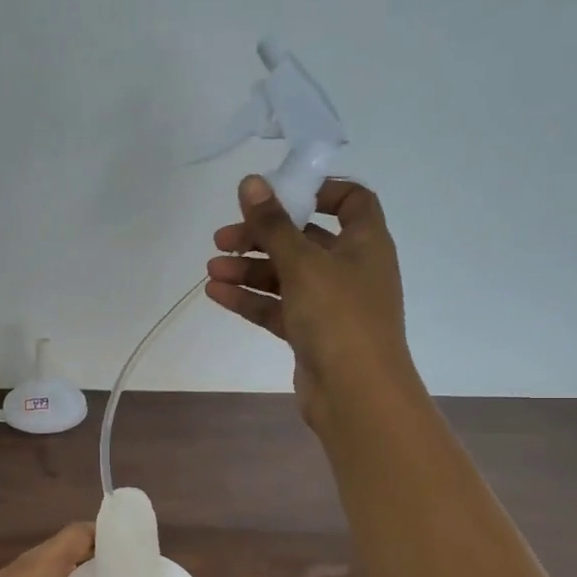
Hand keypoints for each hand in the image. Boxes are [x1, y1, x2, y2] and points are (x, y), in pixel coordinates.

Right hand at [206, 175, 417, 428]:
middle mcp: (351, 269)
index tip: (279, 194)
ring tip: (212, 269)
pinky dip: (251, 299)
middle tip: (223, 238)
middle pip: (304, 239)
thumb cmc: (338, 317)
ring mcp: (331, 304)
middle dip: (263, 236)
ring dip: (249, 269)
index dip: (319, 191)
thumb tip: (250, 182)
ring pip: (286, 276)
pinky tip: (216, 293)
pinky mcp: (312, 334)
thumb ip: (273, 224)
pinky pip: (278, 307)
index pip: (352, 201)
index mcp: (365, 243)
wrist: (356, 394)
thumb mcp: (302, 263)